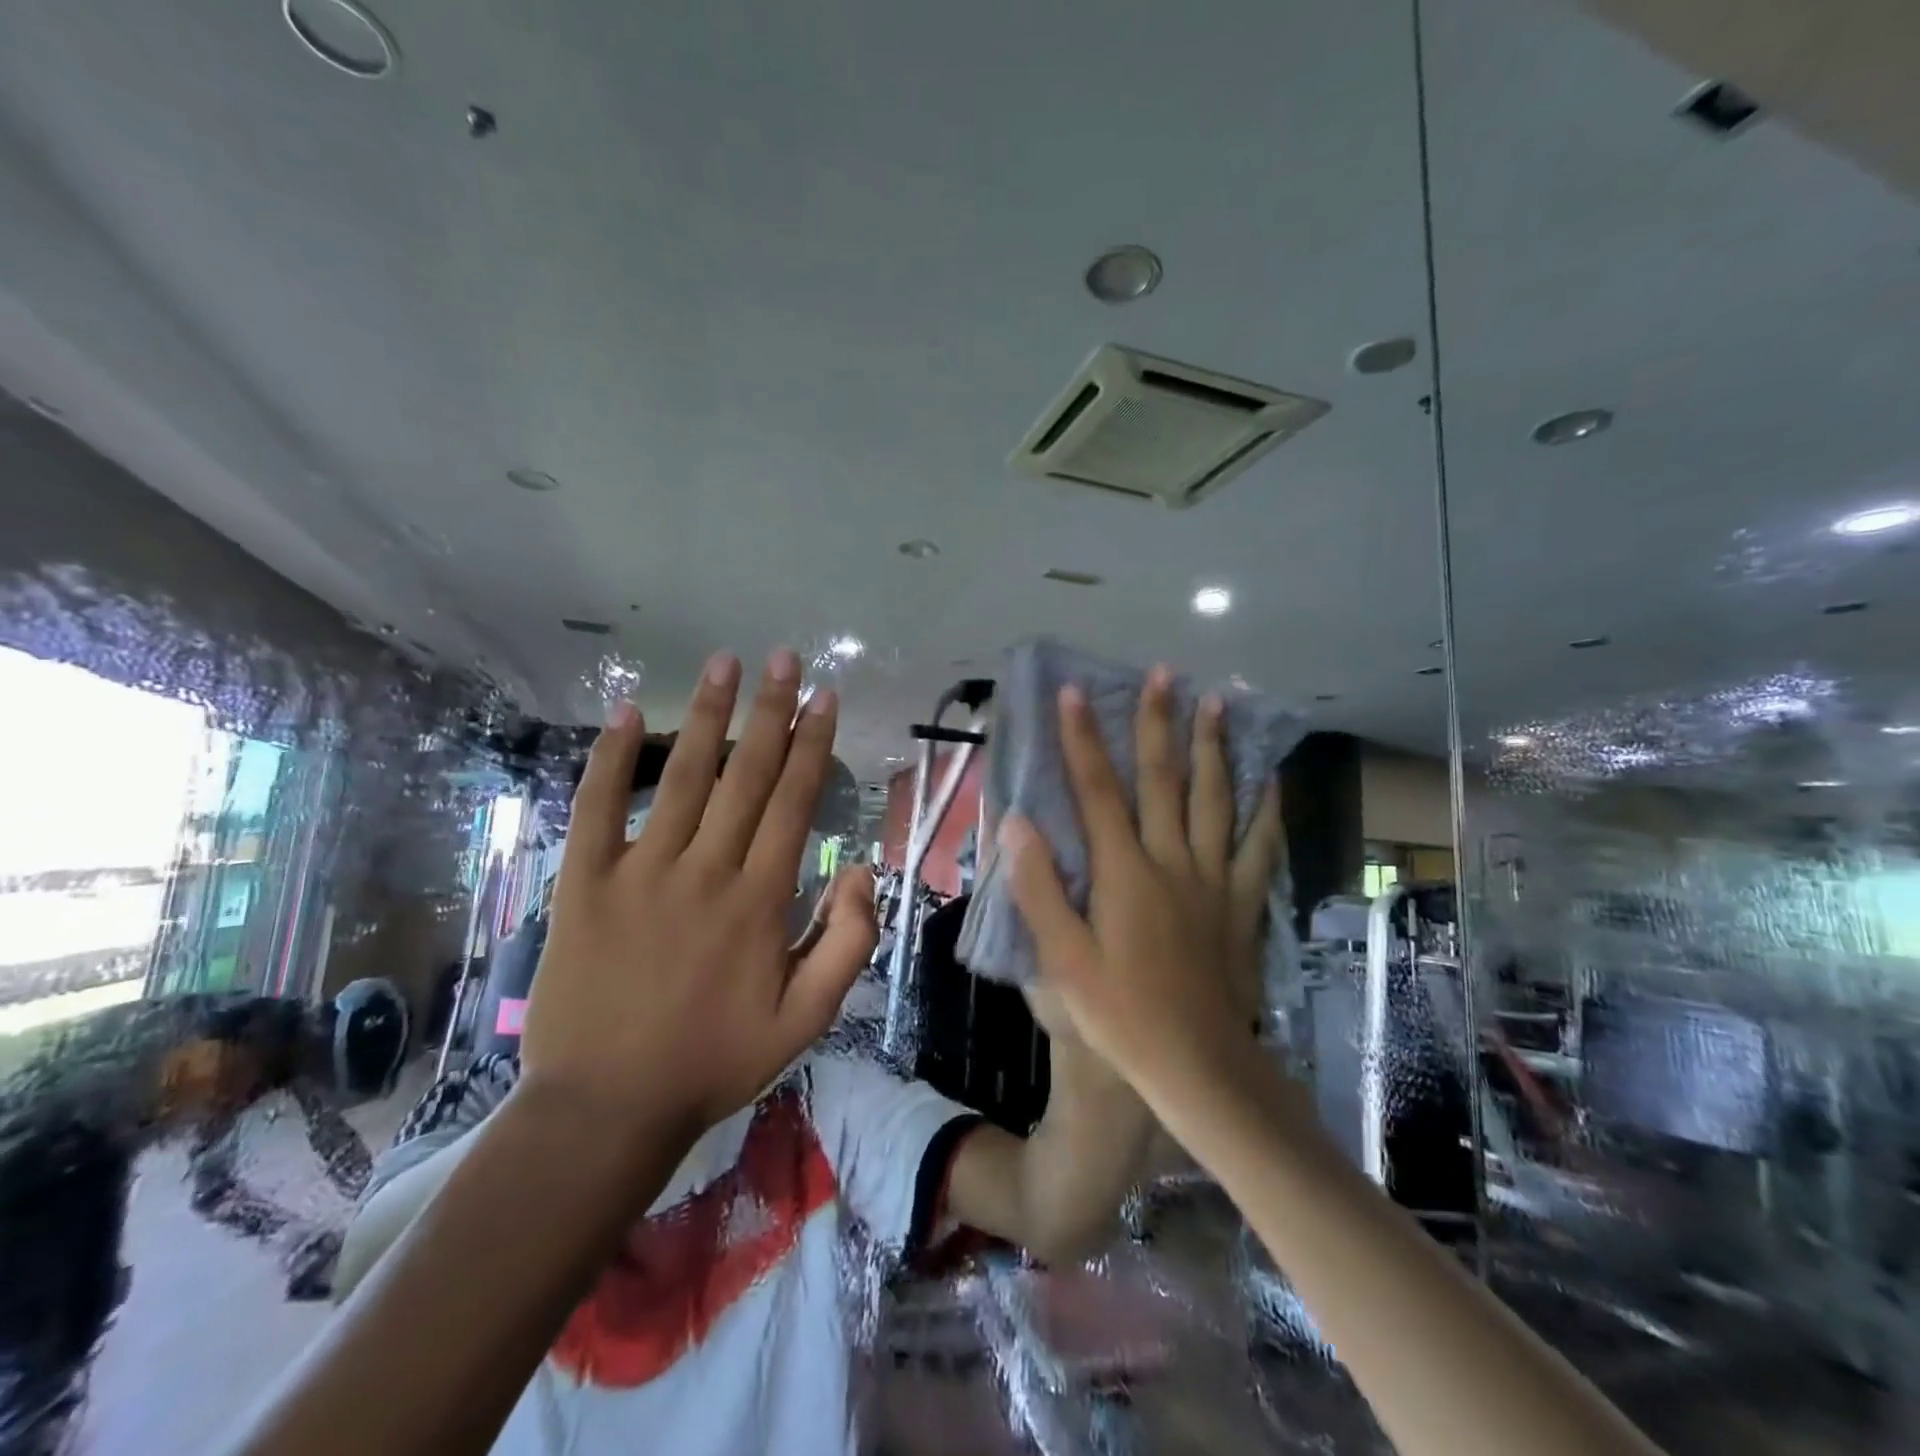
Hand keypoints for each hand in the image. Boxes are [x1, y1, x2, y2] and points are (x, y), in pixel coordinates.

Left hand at [519, 649, 876, 1148]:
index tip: (825, 698)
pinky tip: (628, 713)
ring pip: (683, 778)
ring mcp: (640, 872)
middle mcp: (705, 870)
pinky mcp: (584, 883)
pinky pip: (597, 809)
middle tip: (785, 658)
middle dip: (770, 711)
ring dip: (707, 716)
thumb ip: (847, 944)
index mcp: (760, 900)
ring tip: (725, 663)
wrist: (607, 1108)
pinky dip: (611, 759)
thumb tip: (862, 871)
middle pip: (746, 775)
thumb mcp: (805, 1021)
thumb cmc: (713, 1062)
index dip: (813, 745)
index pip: (794, 802)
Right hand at [1000, 666, 1282, 1095]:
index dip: (1081, 739)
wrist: (1198, 1065)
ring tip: (1217, 702)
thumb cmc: (1121, 1014)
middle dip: (1157, 723)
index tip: (1072, 693)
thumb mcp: (1063, 960)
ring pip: (1214, 799)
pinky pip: (1258, 846)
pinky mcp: (1241, 902)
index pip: (1097, 790)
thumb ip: (1039, 888)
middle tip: (1163, 674)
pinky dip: (1265, 809)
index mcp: (1124, 872)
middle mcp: (1171, 861)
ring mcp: (1213, 879)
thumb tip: (1016, 822)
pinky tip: (1269, 779)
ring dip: (1212, 747)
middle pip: (1163, 779)